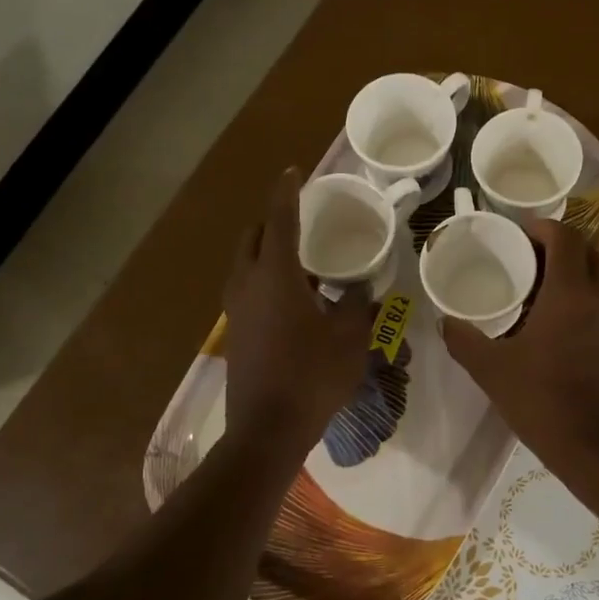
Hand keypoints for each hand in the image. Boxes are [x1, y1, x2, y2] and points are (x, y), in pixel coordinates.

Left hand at [224, 169, 375, 453]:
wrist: (267, 429)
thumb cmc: (312, 377)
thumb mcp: (349, 339)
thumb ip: (358, 306)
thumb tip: (363, 289)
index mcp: (276, 276)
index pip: (279, 219)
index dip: (287, 191)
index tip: (293, 170)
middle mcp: (248, 285)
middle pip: (253, 237)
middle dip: (272, 220)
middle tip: (300, 218)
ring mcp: (236, 311)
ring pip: (245, 264)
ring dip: (266, 251)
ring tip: (300, 257)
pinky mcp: (235, 333)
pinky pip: (247, 289)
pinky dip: (264, 278)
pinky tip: (292, 297)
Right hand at [440, 218, 598, 482]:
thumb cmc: (544, 402)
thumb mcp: (492, 371)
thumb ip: (464, 341)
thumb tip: (445, 322)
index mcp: (572, 292)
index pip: (564, 236)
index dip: (540, 227)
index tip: (516, 234)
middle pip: (586, 251)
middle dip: (557, 246)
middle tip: (524, 259)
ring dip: (572, 272)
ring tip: (537, 290)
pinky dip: (584, 298)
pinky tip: (557, 325)